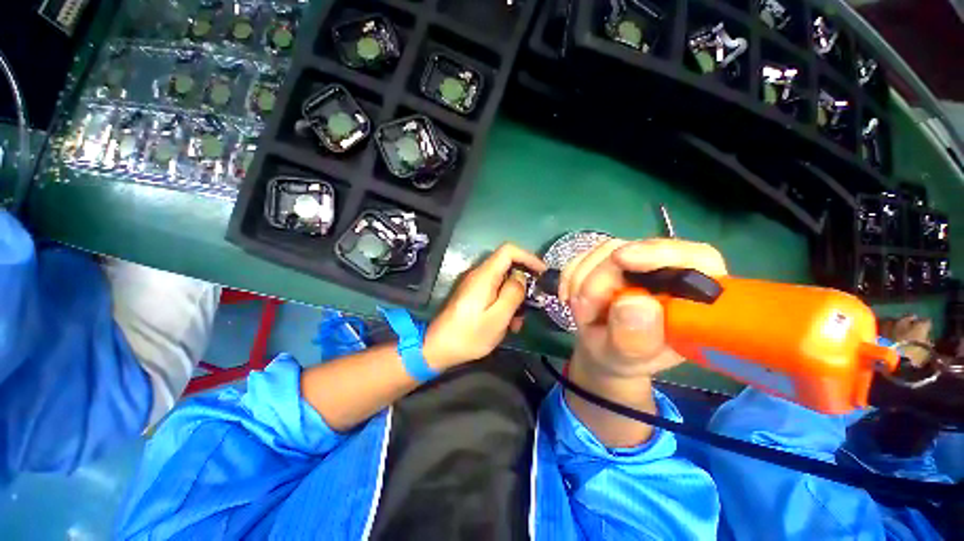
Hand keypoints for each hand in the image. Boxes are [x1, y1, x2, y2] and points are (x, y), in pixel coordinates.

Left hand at [425, 244, 545, 369]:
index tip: (542, 272)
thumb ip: (512, 294)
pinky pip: (494, 292)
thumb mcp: (497, 318)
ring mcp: (475, 285)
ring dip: (515, 298)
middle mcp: (479, 275)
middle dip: (523, 282)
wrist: (438, 348)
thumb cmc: (469, 335)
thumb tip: (521, 276)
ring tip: (518, 322)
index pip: (508, 250)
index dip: (528, 257)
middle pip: (507, 266)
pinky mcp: (473, 295)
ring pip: (503, 281)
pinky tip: (507, 324)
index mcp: (484, 275)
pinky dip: (505, 303)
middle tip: (533, 303)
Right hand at [559, 238, 726, 379]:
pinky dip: (569, 278)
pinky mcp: (607, 258)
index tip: (621, 259)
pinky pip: (582, 257)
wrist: (600, 348)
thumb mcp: (627, 359)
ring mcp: (633, 260)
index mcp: (692, 296)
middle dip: (599, 281)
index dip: (660, 253)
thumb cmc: (622, 358)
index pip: (696, 259)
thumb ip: (635, 339)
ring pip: (602, 252)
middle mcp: (665, 270)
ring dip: (580, 282)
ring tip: (581, 313)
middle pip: (634, 252)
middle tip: (583, 311)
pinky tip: (569, 298)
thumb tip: (637, 302)